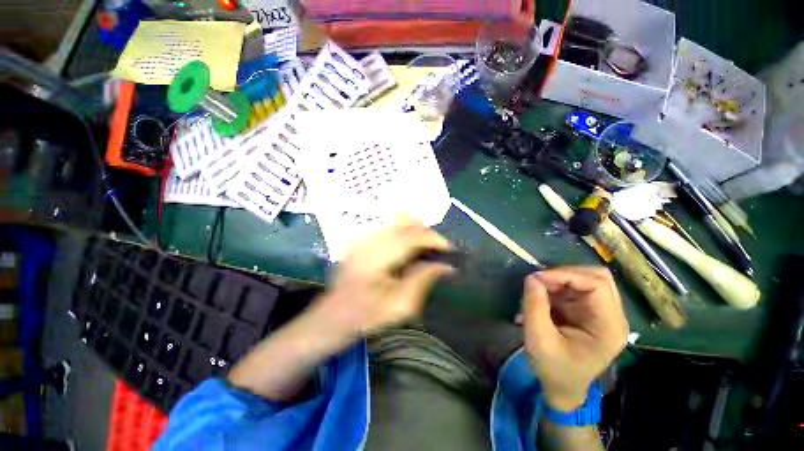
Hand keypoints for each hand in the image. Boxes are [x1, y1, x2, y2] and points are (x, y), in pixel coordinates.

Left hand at [315, 219, 453, 334]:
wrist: (332, 317)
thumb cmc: (364, 317)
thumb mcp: (398, 306)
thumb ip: (422, 281)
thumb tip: (445, 265)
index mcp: (375, 258)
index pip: (411, 236)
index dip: (434, 239)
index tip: (450, 250)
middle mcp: (368, 241)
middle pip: (405, 225)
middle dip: (427, 234)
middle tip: (440, 250)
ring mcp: (362, 238)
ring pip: (398, 223)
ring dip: (417, 232)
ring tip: (428, 249)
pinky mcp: (361, 240)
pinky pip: (390, 228)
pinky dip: (405, 233)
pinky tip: (411, 247)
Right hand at [522, 267, 628, 411]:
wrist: (561, 388)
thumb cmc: (554, 369)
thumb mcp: (539, 340)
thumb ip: (535, 306)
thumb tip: (532, 277)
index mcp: (610, 327)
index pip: (598, 285)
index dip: (566, 275)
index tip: (537, 278)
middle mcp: (611, 316)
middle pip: (597, 277)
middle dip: (564, 274)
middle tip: (539, 281)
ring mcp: (601, 313)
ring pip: (584, 279)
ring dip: (558, 280)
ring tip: (537, 290)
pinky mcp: (587, 312)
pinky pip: (573, 288)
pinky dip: (555, 287)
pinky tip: (541, 297)